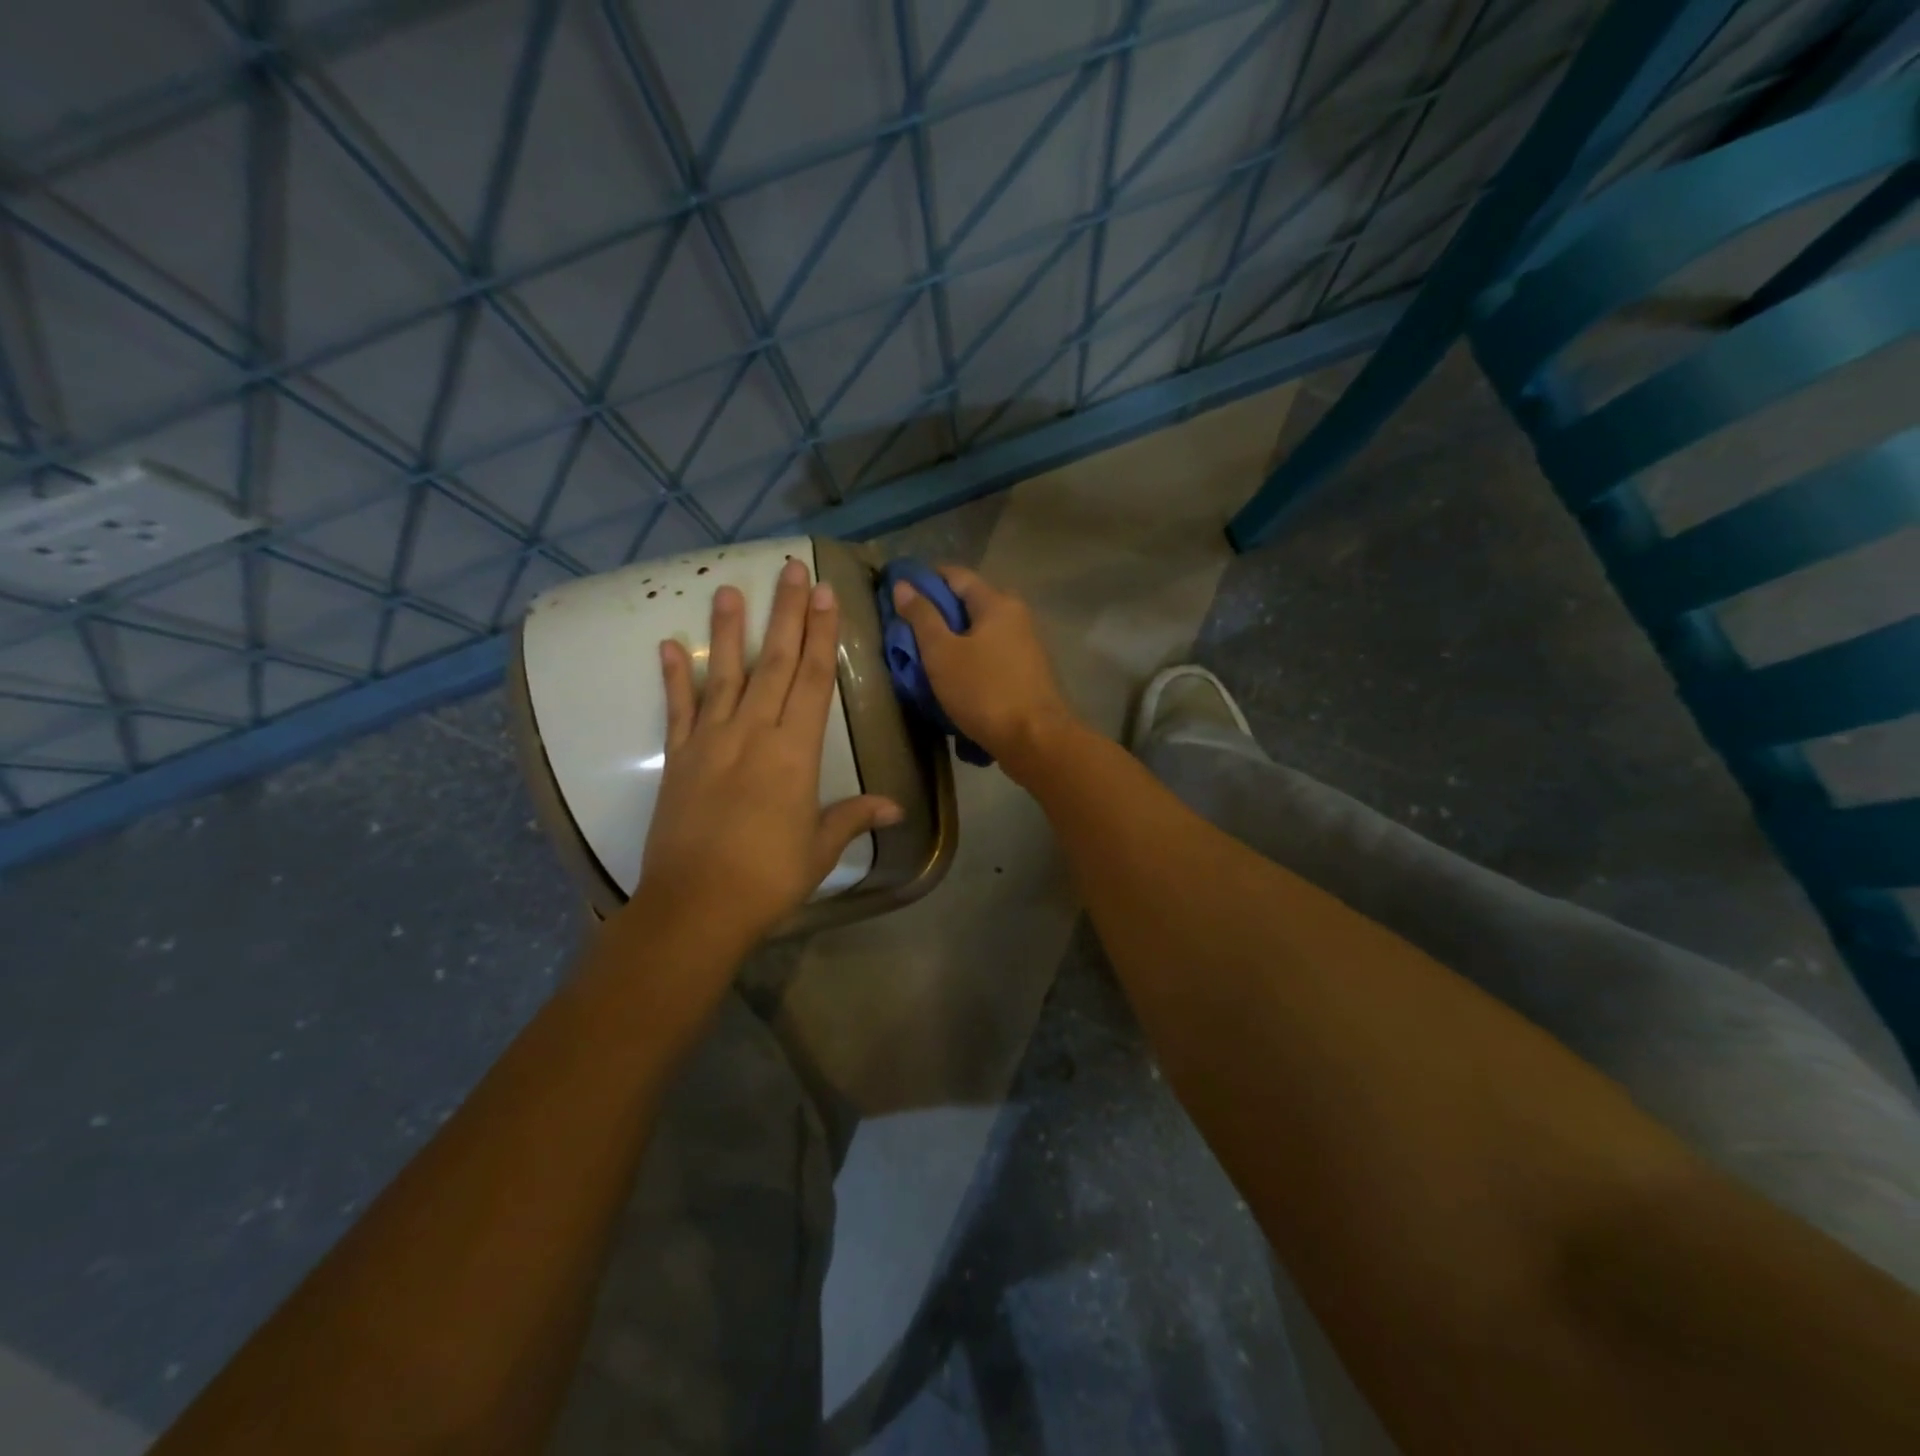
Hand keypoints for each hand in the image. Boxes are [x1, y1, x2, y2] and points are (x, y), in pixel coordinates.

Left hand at [639, 558, 901, 946]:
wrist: (696, 906)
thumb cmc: (768, 878)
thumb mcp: (819, 848)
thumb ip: (853, 818)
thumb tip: (894, 806)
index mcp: (795, 753)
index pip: (813, 681)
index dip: (821, 635)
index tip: (824, 594)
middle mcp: (754, 734)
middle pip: (775, 664)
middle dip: (787, 614)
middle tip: (791, 569)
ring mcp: (711, 741)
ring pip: (725, 675)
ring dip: (730, 631)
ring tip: (730, 590)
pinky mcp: (679, 757)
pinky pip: (678, 709)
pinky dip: (674, 677)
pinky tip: (669, 645)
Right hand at [890, 564, 1079, 778]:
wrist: (1035, 740)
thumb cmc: (984, 691)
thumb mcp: (942, 653)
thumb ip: (922, 617)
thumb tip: (903, 584)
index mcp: (997, 603)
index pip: (956, 575)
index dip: (925, 579)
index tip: (898, 592)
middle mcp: (1016, 616)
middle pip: (969, 603)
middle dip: (938, 612)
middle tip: (906, 629)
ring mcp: (1025, 645)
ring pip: (980, 631)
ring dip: (953, 639)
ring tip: (924, 655)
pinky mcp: (1026, 672)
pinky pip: (990, 654)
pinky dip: (969, 658)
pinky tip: (952, 676)